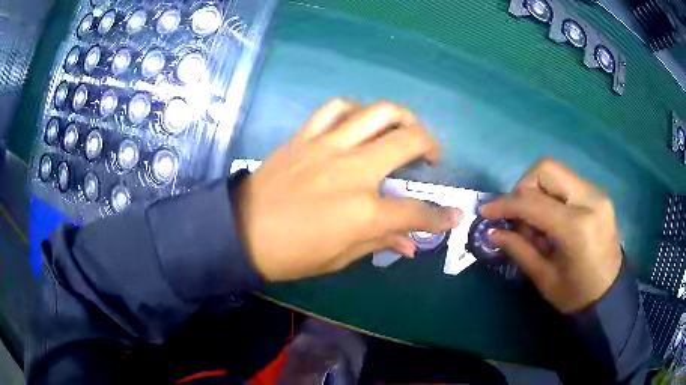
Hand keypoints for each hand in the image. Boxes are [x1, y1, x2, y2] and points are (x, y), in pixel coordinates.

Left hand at [232, 99, 461, 280]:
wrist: (240, 231)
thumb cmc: (291, 255)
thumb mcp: (339, 258)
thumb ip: (379, 242)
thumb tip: (410, 243)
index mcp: (363, 212)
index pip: (416, 212)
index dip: (441, 216)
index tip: (454, 214)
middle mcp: (352, 171)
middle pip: (408, 142)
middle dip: (431, 145)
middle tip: (432, 157)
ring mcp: (327, 147)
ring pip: (377, 112)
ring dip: (401, 117)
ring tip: (405, 129)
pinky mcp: (305, 137)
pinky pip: (335, 108)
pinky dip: (355, 110)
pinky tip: (360, 122)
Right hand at [481, 158, 622, 312]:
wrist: (610, 294)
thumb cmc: (576, 295)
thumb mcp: (544, 278)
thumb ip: (519, 249)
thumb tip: (493, 231)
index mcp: (577, 227)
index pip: (533, 202)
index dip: (505, 204)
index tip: (486, 212)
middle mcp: (590, 200)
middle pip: (546, 170)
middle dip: (523, 187)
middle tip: (516, 214)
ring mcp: (597, 193)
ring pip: (556, 172)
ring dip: (537, 190)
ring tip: (535, 221)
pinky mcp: (598, 194)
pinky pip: (567, 182)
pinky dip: (551, 194)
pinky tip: (550, 219)